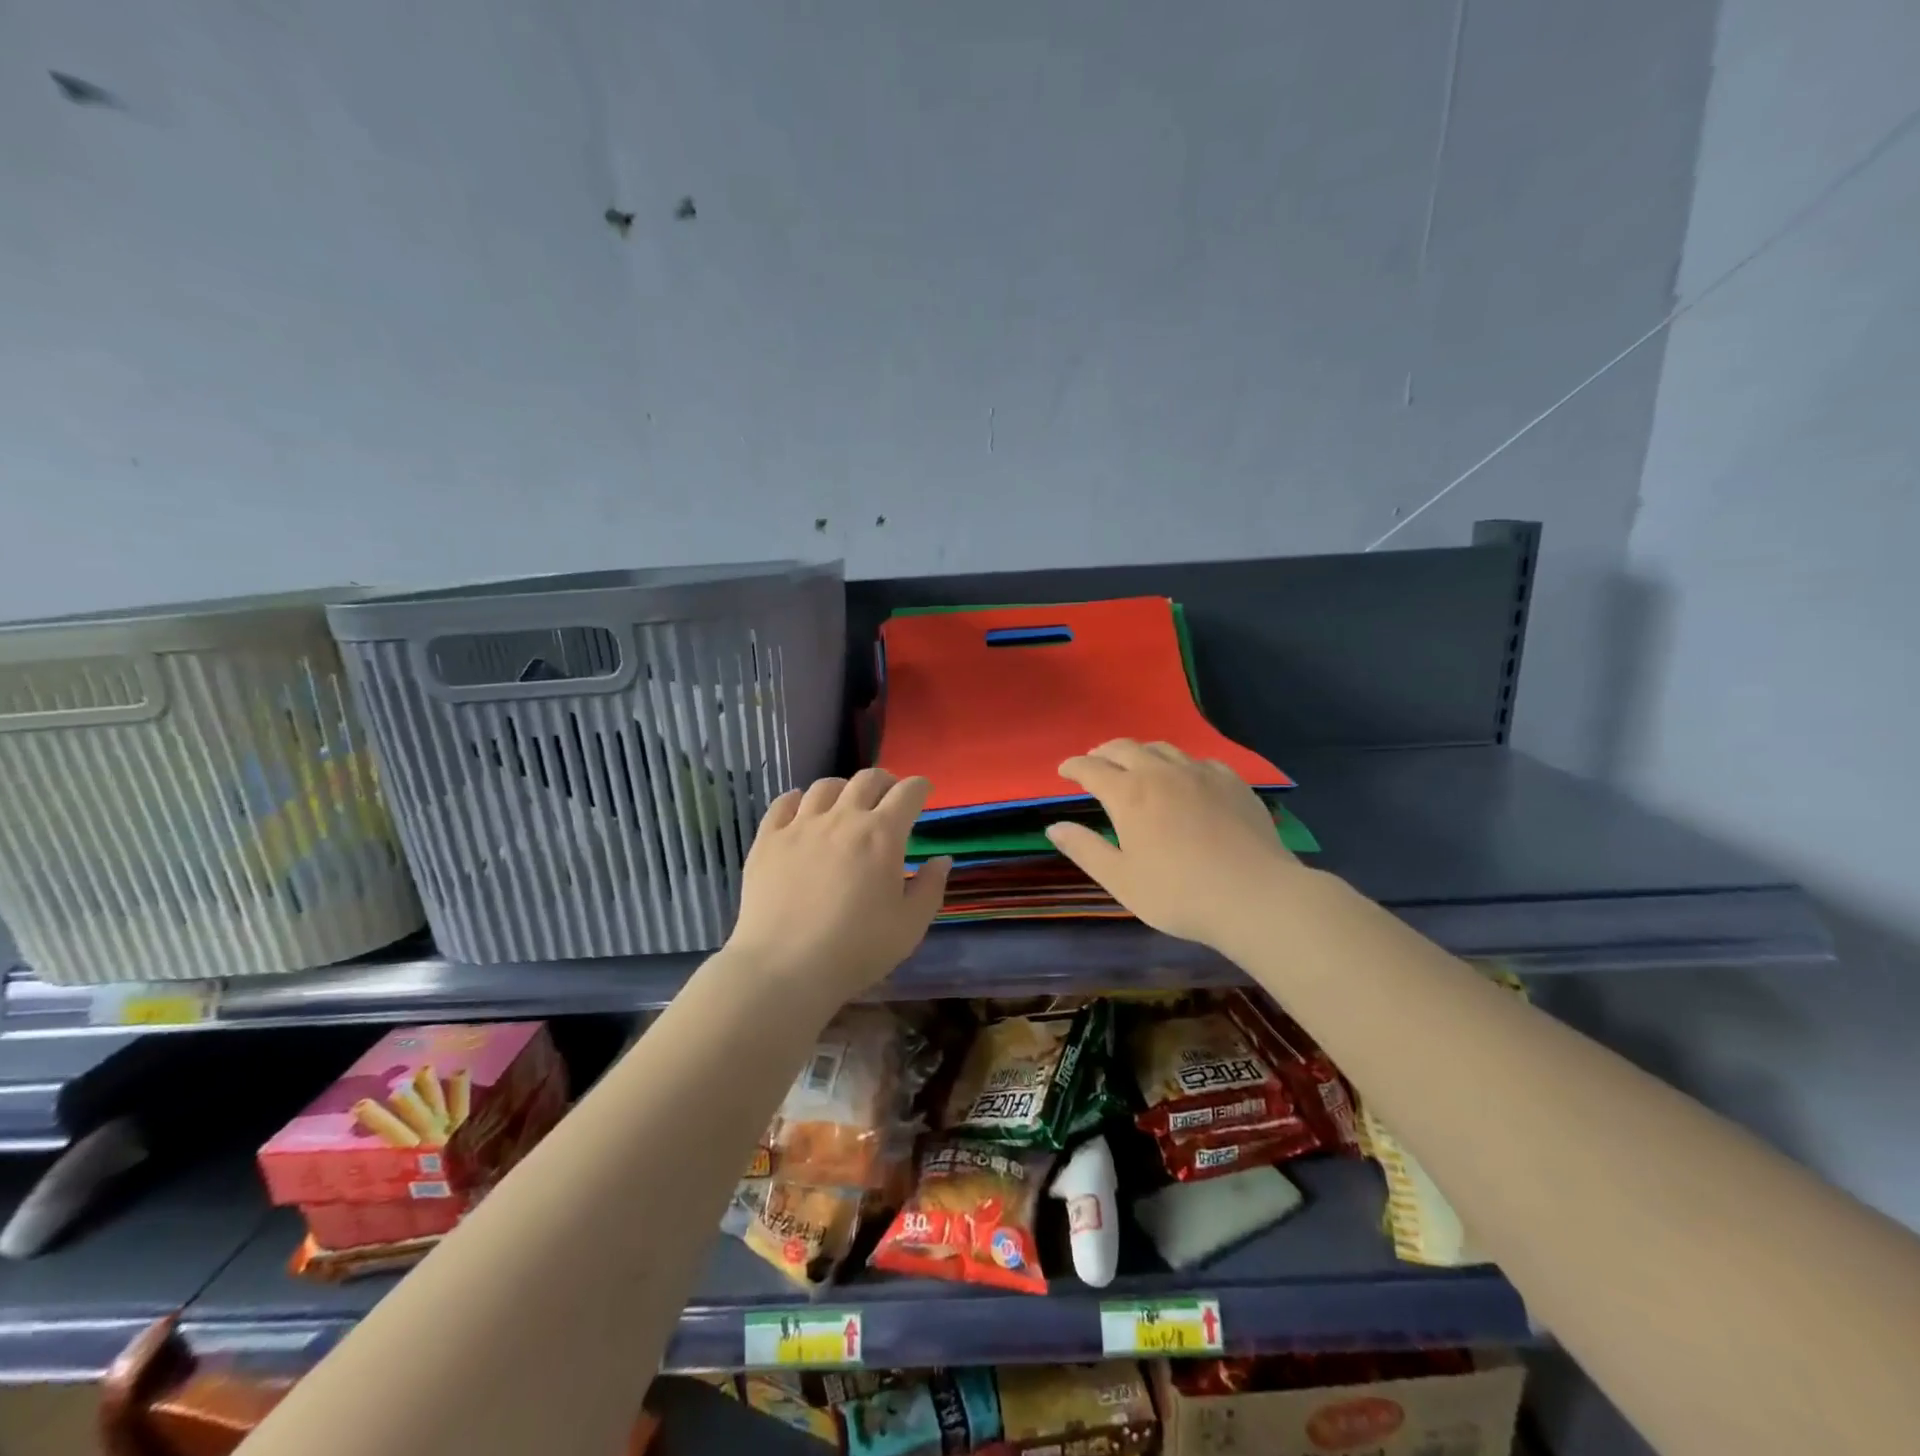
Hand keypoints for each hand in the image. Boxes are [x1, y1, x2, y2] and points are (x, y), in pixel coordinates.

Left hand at [724, 769, 950, 1008]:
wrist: (784, 968)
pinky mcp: (768, 840)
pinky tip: (802, 809)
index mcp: (882, 835)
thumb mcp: (910, 926)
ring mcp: (800, 826)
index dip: (920, 787)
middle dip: (885, 781)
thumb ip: (930, 887)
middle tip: (889, 795)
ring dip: (844, 788)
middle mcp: (842, 818)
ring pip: (825, 786)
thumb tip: (941, 860)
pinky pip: (784, 803)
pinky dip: (798, 799)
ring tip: (846, 803)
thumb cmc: (856, 950)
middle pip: (867, 780)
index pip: (908, 793)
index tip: (924, 792)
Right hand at [1045, 739, 1305, 952]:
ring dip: (1140, 752)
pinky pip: (1198, 761)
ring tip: (1135, 763)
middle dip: (1104, 752)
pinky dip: (1179, 764)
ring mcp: (1200, 773)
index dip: (1073, 766)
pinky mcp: (1232, 781)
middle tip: (1095, 762)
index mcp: (1129, 794)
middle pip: (1125, 748)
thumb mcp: (1121, 879)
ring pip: (1162, 748)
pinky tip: (1185, 777)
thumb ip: (1085, 849)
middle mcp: (1161, 772)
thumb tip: (1054, 827)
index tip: (1064, 770)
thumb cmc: (1178, 894)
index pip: (1091, 769)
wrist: (1255, 896)